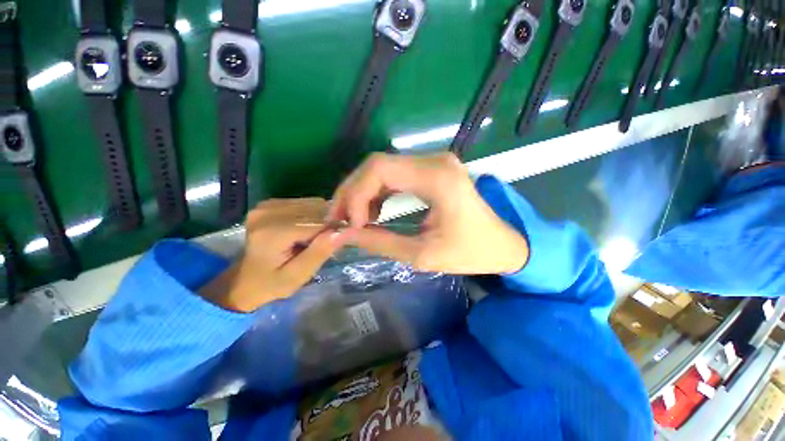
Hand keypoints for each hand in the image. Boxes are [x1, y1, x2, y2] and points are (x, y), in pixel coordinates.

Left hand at [201, 198, 352, 311]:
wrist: (244, 280)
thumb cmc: (272, 283)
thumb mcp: (298, 275)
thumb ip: (320, 251)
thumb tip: (345, 230)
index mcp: (272, 232)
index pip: (318, 222)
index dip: (332, 231)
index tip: (335, 245)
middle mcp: (268, 211)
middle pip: (316, 210)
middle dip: (326, 225)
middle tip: (323, 244)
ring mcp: (267, 205)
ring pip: (313, 204)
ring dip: (320, 219)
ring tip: (312, 238)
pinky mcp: (270, 203)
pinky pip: (305, 203)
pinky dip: (312, 215)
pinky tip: (305, 229)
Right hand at [328, 153, 528, 274]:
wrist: (503, 243)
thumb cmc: (471, 253)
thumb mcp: (422, 255)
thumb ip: (380, 242)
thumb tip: (343, 235)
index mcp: (437, 178)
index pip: (379, 169)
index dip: (355, 195)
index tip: (349, 225)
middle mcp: (435, 161)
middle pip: (377, 165)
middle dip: (352, 193)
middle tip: (338, 220)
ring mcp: (434, 162)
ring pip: (383, 169)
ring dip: (362, 192)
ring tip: (351, 219)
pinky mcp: (432, 170)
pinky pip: (395, 175)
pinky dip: (377, 193)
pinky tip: (372, 212)